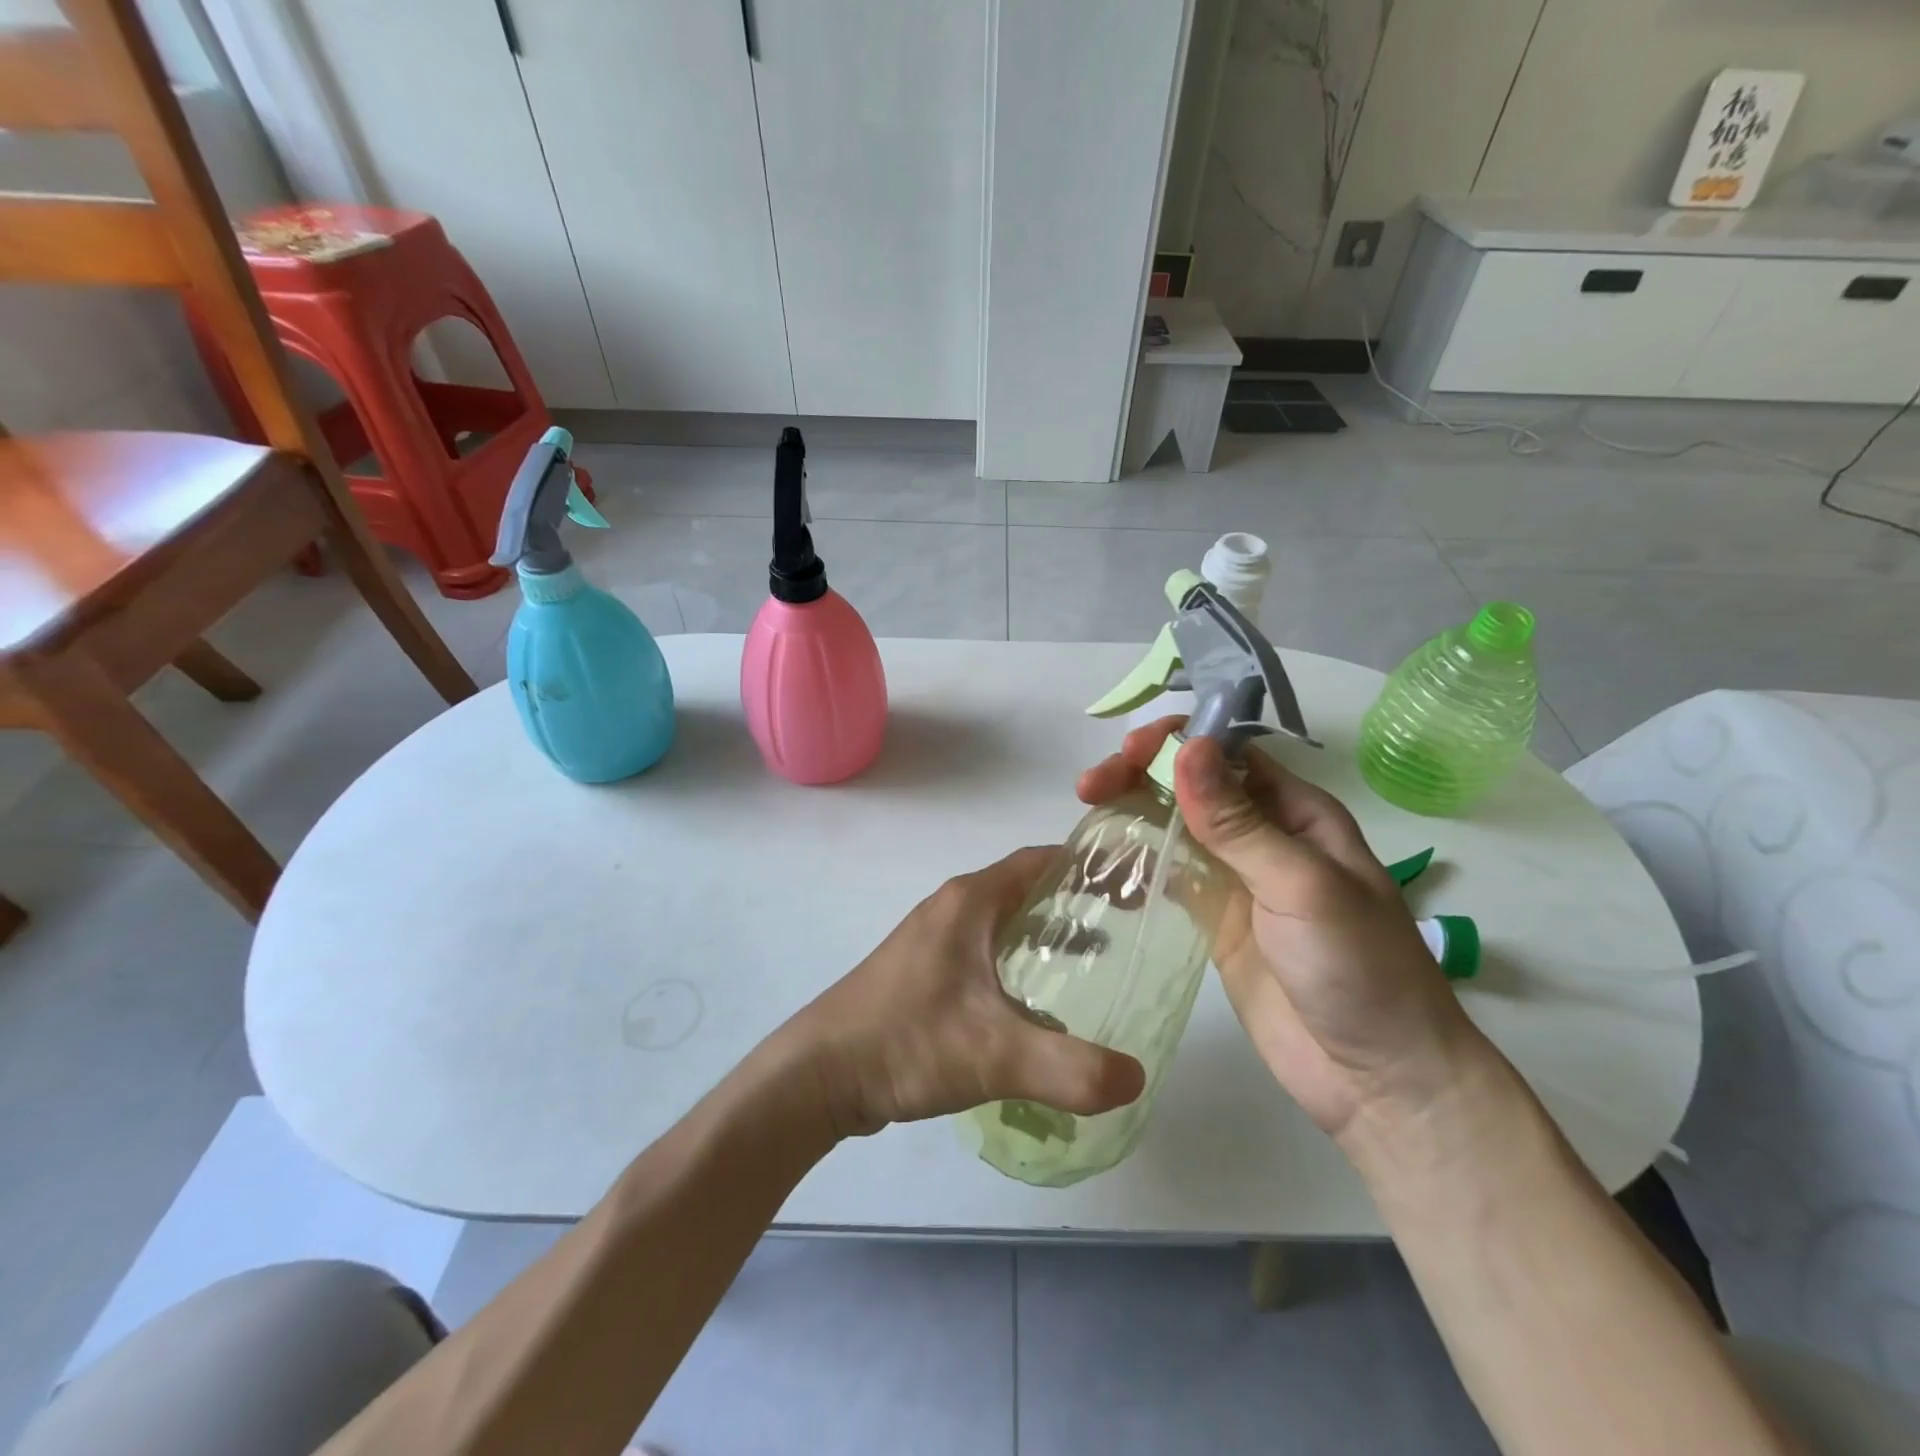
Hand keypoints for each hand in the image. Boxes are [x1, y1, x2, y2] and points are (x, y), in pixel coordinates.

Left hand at [783, 848, 1147, 1139]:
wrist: (819, 1074)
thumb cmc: (907, 1041)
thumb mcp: (996, 1054)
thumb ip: (1071, 1068)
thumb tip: (1136, 1078)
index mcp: (969, 901)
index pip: (1041, 860)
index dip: (1088, 867)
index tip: (1133, 885)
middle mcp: (952, 909)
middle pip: (1026, 890)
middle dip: (1075, 904)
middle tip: (1127, 930)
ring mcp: (934, 940)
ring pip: (1003, 924)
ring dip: (1046, 936)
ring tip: (1095, 966)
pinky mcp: (924, 973)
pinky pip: (985, 953)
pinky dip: (1018, 963)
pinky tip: (1039, 1005)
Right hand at [1078, 719, 1484, 1140]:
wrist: (1378, 1079)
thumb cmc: (1359, 969)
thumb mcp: (1301, 886)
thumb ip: (1238, 822)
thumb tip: (1187, 748)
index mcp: (1297, 812)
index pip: (1229, 752)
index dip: (1178, 741)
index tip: (1131, 752)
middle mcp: (1263, 835)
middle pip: (1192, 784)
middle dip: (1142, 773)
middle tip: (1092, 786)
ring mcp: (1235, 879)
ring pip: (1174, 825)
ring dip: (1133, 809)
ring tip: (1087, 810)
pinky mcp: (1213, 920)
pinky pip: (1168, 876)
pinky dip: (1135, 862)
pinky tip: (1102, 864)